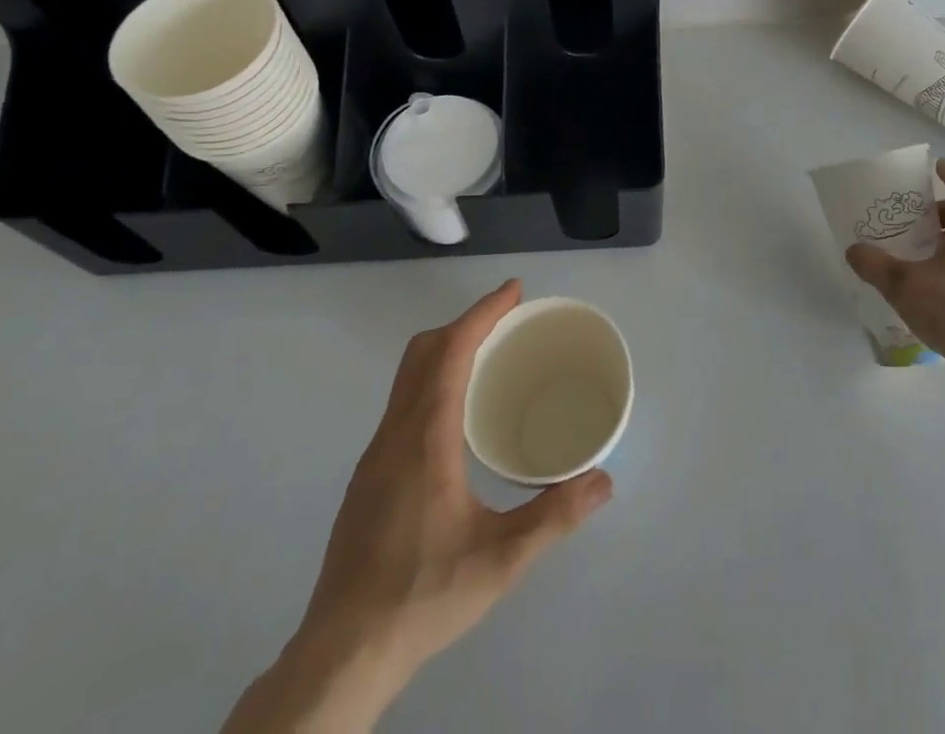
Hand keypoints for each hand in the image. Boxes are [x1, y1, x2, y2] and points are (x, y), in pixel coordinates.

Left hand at [223, 281, 611, 732]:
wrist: (341, 654)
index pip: (451, 350)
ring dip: (446, 351)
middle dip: (465, 323)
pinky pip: (402, 403)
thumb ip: (555, 516)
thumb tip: (604, 480)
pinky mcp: (368, 478)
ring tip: (488, 360)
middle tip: (507, 322)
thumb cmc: (422, 596)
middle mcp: (395, 433)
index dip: (483, 312)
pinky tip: (456, 418)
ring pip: (407, 377)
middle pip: (423, 351)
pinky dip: (432, 381)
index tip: (514, 291)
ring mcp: (375, 455)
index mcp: (425, 436)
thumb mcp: (500, 559)